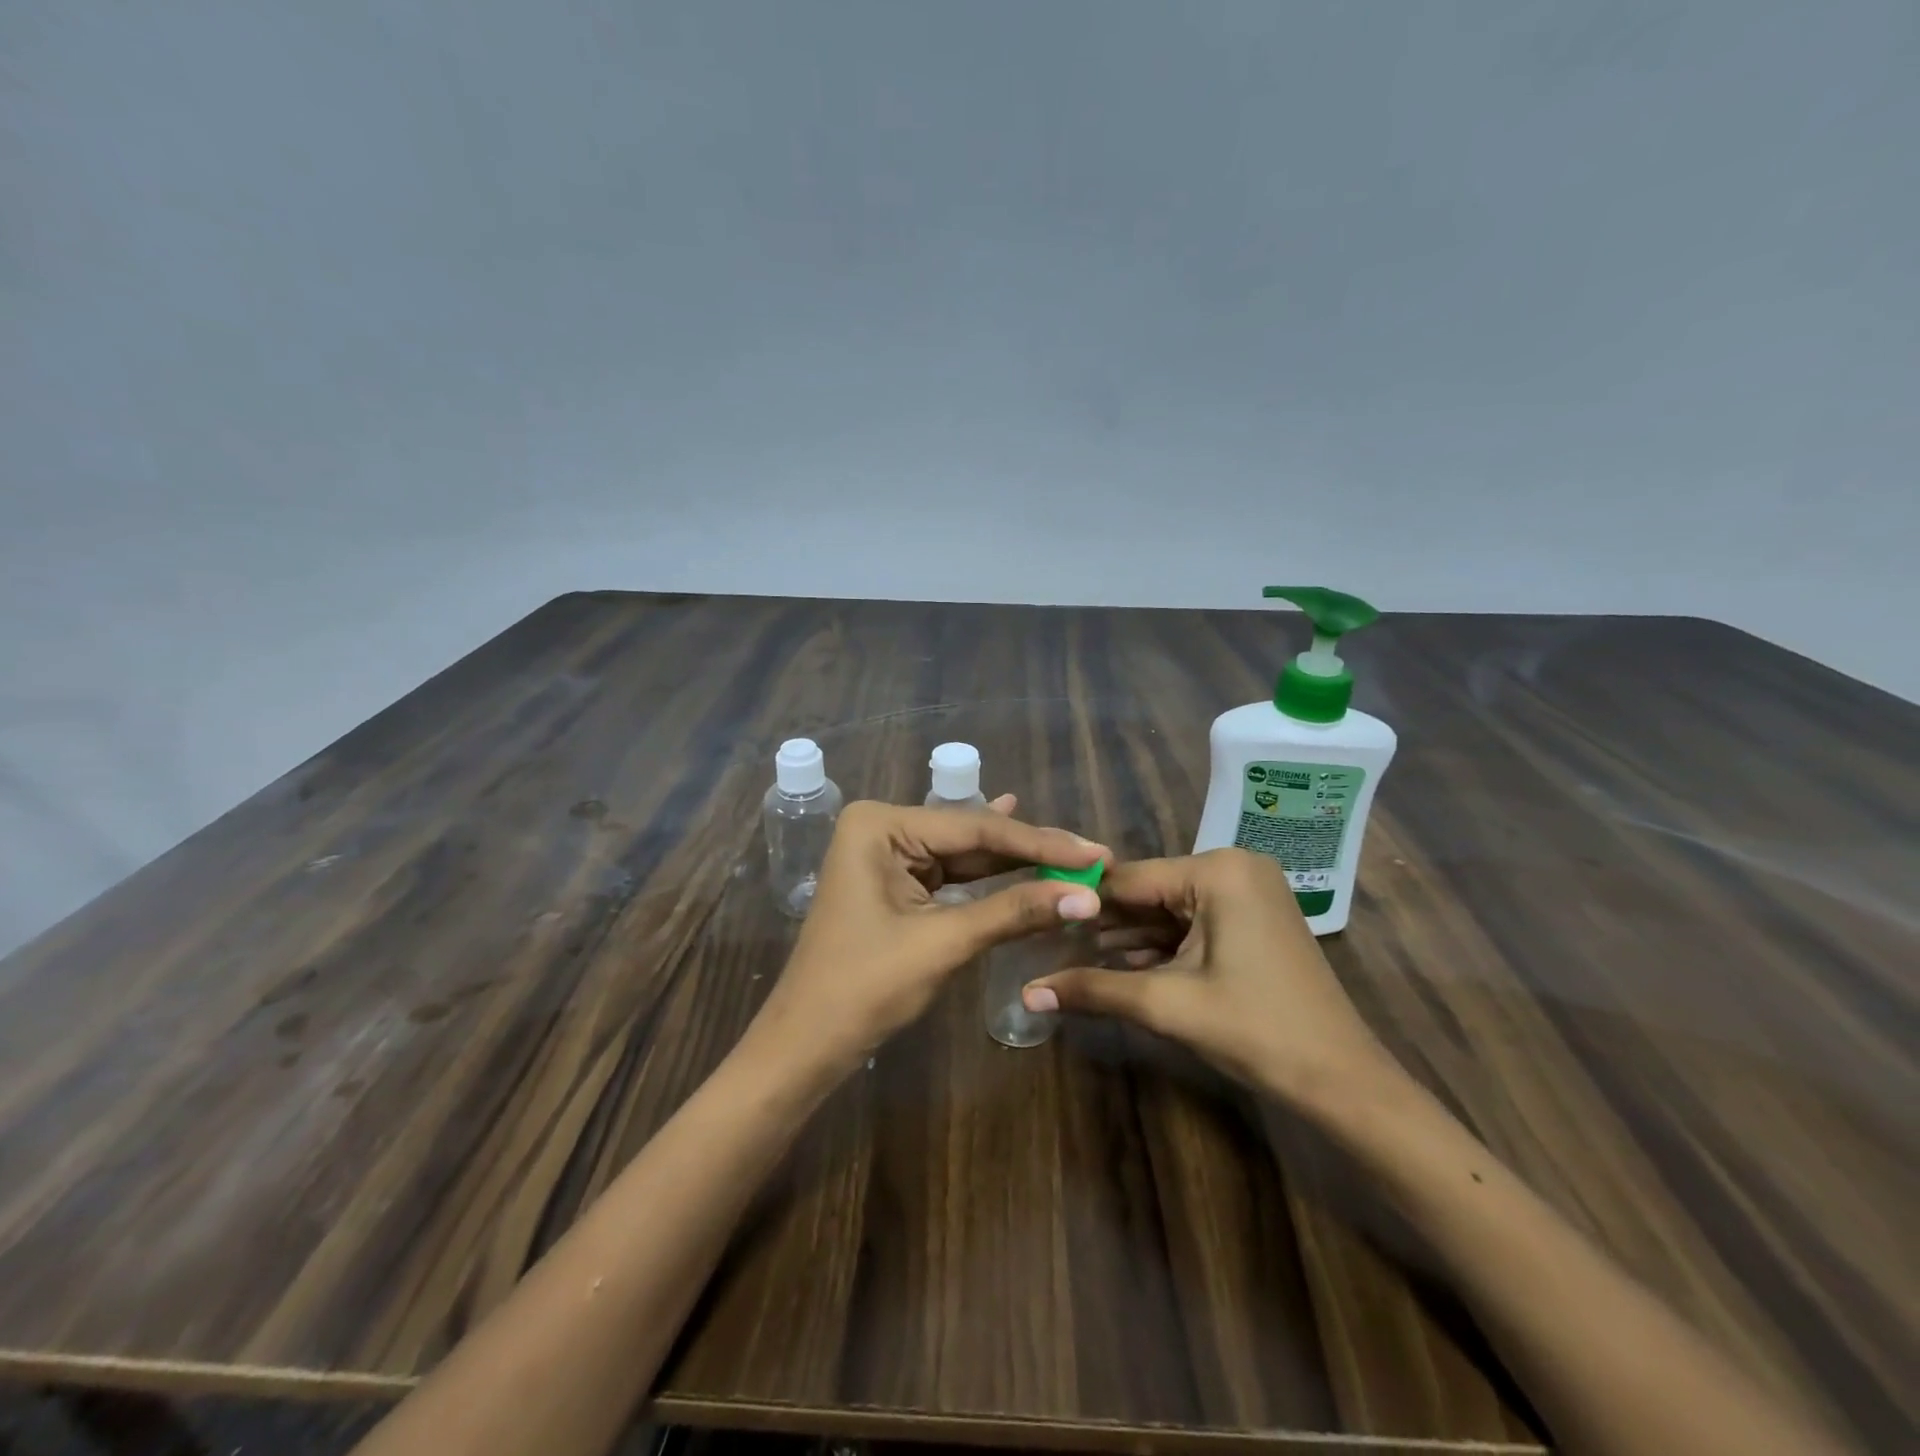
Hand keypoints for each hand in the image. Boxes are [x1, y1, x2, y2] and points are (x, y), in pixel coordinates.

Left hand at [747, 800, 1107, 1075]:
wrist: (807, 1044)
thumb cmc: (865, 988)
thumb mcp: (943, 943)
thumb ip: (1014, 912)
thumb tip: (1088, 896)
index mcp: (880, 824)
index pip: (975, 829)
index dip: (1040, 843)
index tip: (1096, 851)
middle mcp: (882, 827)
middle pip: (971, 837)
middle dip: (1031, 852)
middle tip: (1093, 856)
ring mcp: (886, 855)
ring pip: (965, 856)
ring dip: (1016, 863)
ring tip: (1074, 857)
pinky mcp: (894, 883)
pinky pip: (950, 875)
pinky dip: (989, 877)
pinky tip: (1022, 851)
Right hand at [1020, 847, 1392, 1103]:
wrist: (1344, 1082)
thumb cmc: (1256, 1031)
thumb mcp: (1168, 1005)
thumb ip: (1094, 989)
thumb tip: (1027, 993)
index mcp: (1217, 870)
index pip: (1129, 879)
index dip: (1081, 903)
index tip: (1037, 921)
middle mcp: (1233, 867)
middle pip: (1149, 892)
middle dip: (1104, 923)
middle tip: (1050, 944)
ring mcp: (1248, 891)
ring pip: (1169, 909)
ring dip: (1128, 936)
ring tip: (1072, 955)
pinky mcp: (1253, 918)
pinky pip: (1193, 922)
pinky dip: (1161, 944)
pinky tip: (1119, 963)